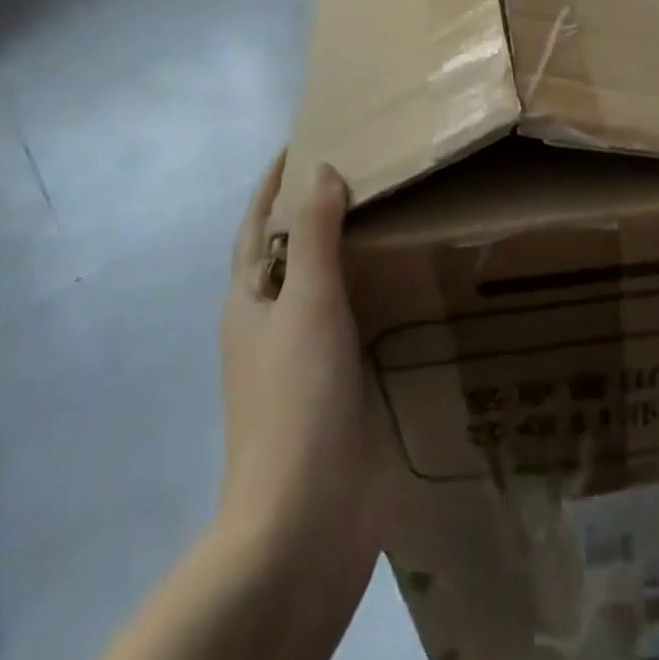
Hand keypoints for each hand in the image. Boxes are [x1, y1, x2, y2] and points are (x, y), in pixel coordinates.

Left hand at [217, 154, 393, 570]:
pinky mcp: (339, 386)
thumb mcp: (305, 302)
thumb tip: (319, 168)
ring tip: (395, 213)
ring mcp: (306, 359)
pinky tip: (409, 282)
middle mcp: (272, 324)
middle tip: (368, 169)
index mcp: (250, 301)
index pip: (256, 223)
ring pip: (328, 286)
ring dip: (350, 251)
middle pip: (292, 251)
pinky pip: (357, 322)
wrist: (309, 519)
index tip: (306, 140)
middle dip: (318, 210)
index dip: (275, 182)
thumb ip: (312, 233)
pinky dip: (375, 293)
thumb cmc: (297, 398)